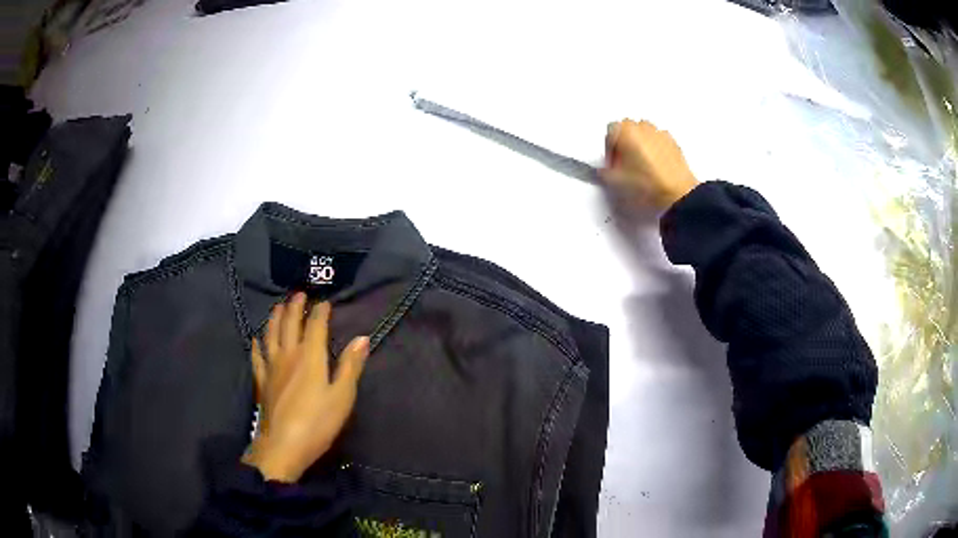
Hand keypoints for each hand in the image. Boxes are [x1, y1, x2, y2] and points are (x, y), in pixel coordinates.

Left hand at [242, 293, 369, 482]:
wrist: (283, 445)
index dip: (320, 311)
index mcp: (310, 356)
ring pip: (271, 334)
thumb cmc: (317, 422)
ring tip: (278, 306)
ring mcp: (272, 367)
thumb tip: (362, 338)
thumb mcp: (342, 396)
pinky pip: (257, 356)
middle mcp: (288, 354)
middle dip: (295, 306)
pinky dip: (257, 344)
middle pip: (289, 323)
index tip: (325, 302)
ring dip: (275, 317)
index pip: (315, 325)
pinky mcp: (262, 381)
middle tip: (299, 293)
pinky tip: (256, 339)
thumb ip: (350, 366)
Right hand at [601, 119, 698, 209]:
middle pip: (627, 130)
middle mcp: (643, 127)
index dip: (609, 149)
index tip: (612, 163)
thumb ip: (604, 173)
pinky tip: (655, 168)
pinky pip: (658, 142)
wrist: (678, 194)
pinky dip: (655, 150)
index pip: (609, 132)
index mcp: (626, 130)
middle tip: (625, 165)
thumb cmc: (649, 184)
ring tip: (641, 167)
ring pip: (644, 135)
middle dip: (624, 144)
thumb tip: (604, 171)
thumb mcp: (616, 182)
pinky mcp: (673, 143)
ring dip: (639, 145)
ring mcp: (660, 133)